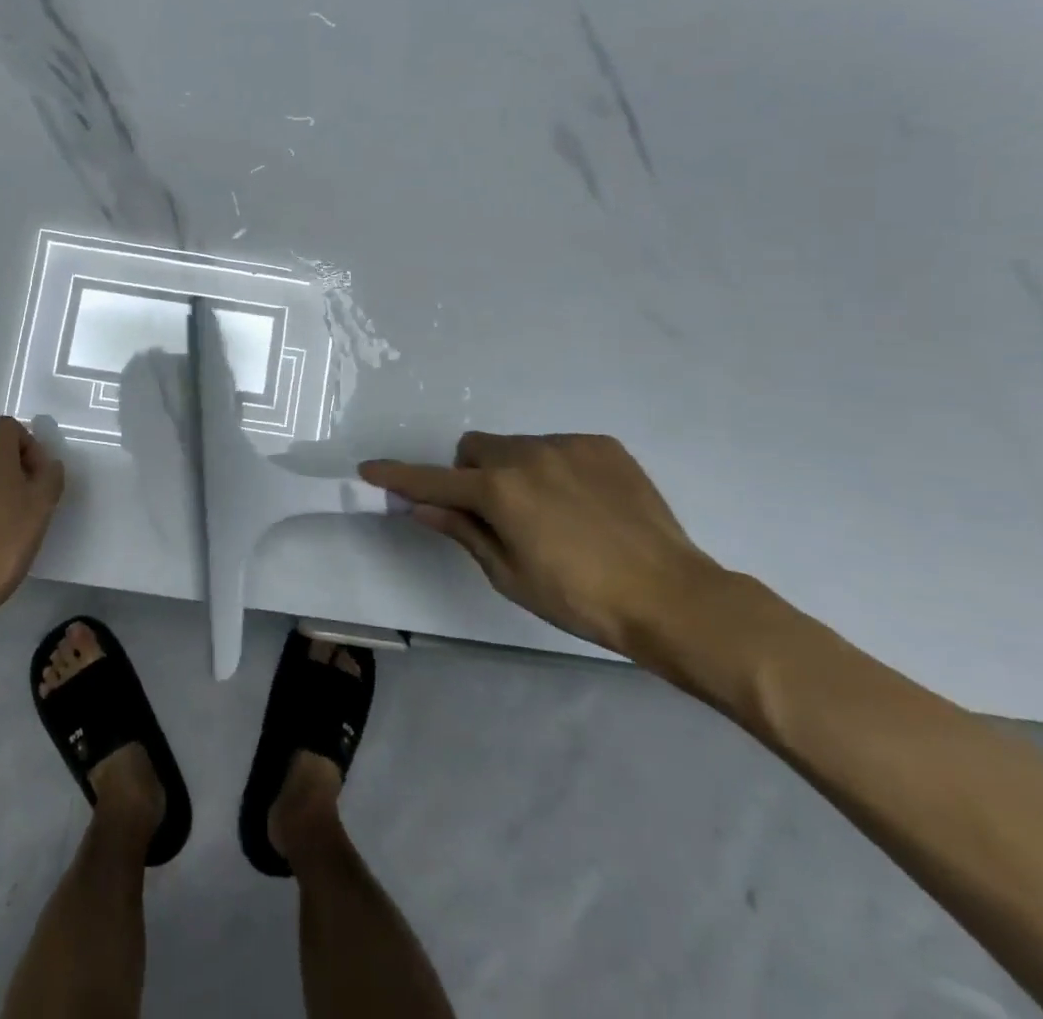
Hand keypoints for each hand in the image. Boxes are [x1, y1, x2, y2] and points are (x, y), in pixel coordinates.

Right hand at [360, 432, 720, 656]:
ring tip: (550, 513)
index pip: (432, 480)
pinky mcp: (602, 445)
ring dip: (512, 471)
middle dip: (469, 475)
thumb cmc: (581, 599)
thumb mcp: (510, 574)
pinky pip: (557, 447)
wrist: (673, 596)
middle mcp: (526, 454)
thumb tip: (421, 507)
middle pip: (474, 450)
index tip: (369, 469)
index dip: (397, 477)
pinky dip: (553, 469)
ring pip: (516, 446)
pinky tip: (583, 505)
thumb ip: (462, 531)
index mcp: (498, 490)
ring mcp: (567, 445)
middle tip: (493, 514)